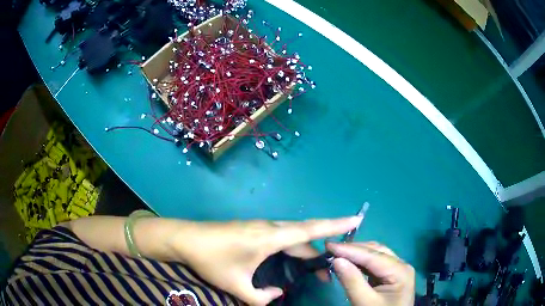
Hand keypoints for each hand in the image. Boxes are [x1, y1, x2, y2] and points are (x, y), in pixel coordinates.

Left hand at [170, 216, 362, 304]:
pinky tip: (291, 258)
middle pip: (304, 235)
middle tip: (329, 272)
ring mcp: (260, 226)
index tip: (355, 219)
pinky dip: (293, 246)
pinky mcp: (253, 228)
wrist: (185, 238)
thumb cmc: (210, 260)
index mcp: (269, 238)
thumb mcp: (236, 285)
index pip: (310, 230)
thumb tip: (277, 295)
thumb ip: (260, 298)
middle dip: (321, 251)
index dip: (335, 225)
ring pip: (292, 235)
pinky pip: (281, 235)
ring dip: (306, 249)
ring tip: (315, 268)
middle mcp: (269, 227)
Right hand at [327, 242, 414, 305]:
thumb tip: (336, 260)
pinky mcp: (390, 276)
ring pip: (375, 255)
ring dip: (356, 254)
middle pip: (376, 251)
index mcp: (400, 271)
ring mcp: (396, 270)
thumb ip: (352, 281)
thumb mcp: (365, 302)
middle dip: (353, 249)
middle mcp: (401, 265)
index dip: (350, 249)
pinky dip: (360, 262)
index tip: (328, 245)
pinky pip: (374, 264)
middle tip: (330, 248)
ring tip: (336, 253)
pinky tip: (348, 262)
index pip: (372, 256)